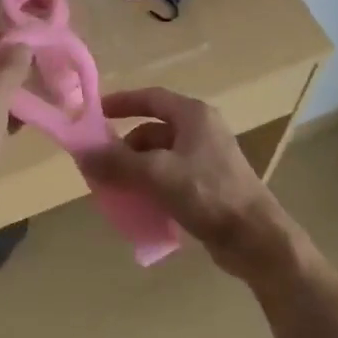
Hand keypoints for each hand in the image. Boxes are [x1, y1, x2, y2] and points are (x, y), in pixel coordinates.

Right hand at [80, 87, 296, 281]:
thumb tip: (82, 152)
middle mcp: (202, 131)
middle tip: (99, 164)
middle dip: (124, 147)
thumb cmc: (209, 194)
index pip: (151, 98)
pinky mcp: (209, 186)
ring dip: (135, 170)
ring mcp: (207, 160)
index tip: (94, 114)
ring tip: (114, 190)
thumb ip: (118, 162)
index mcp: (194, 116)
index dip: (121, 103)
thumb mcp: (157, 174)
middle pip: (152, 131)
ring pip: (160, 157)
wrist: (255, 239)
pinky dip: (151, 187)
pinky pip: (170, 179)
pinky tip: (138, 206)